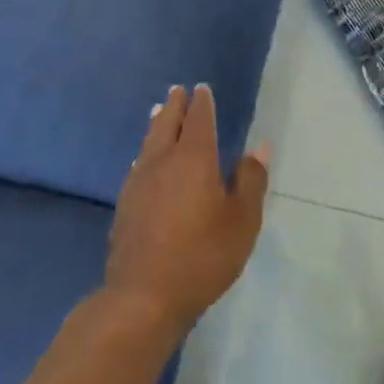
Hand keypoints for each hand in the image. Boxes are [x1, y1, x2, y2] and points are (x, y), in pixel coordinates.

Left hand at [106, 84, 269, 334]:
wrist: (143, 295)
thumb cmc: (202, 255)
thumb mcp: (241, 221)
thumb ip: (250, 180)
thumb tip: (258, 147)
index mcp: (194, 158)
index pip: (199, 120)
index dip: (202, 103)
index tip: (202, 89)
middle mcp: (163, 161)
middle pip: (168, 123)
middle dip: (175, 105)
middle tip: (178, 90)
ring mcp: (139, 181)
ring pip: (149, 141)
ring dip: (157, 123)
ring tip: (158, 111)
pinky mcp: (125, 204)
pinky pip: (138, 163)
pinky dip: (146, 150)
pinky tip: (144, 159)